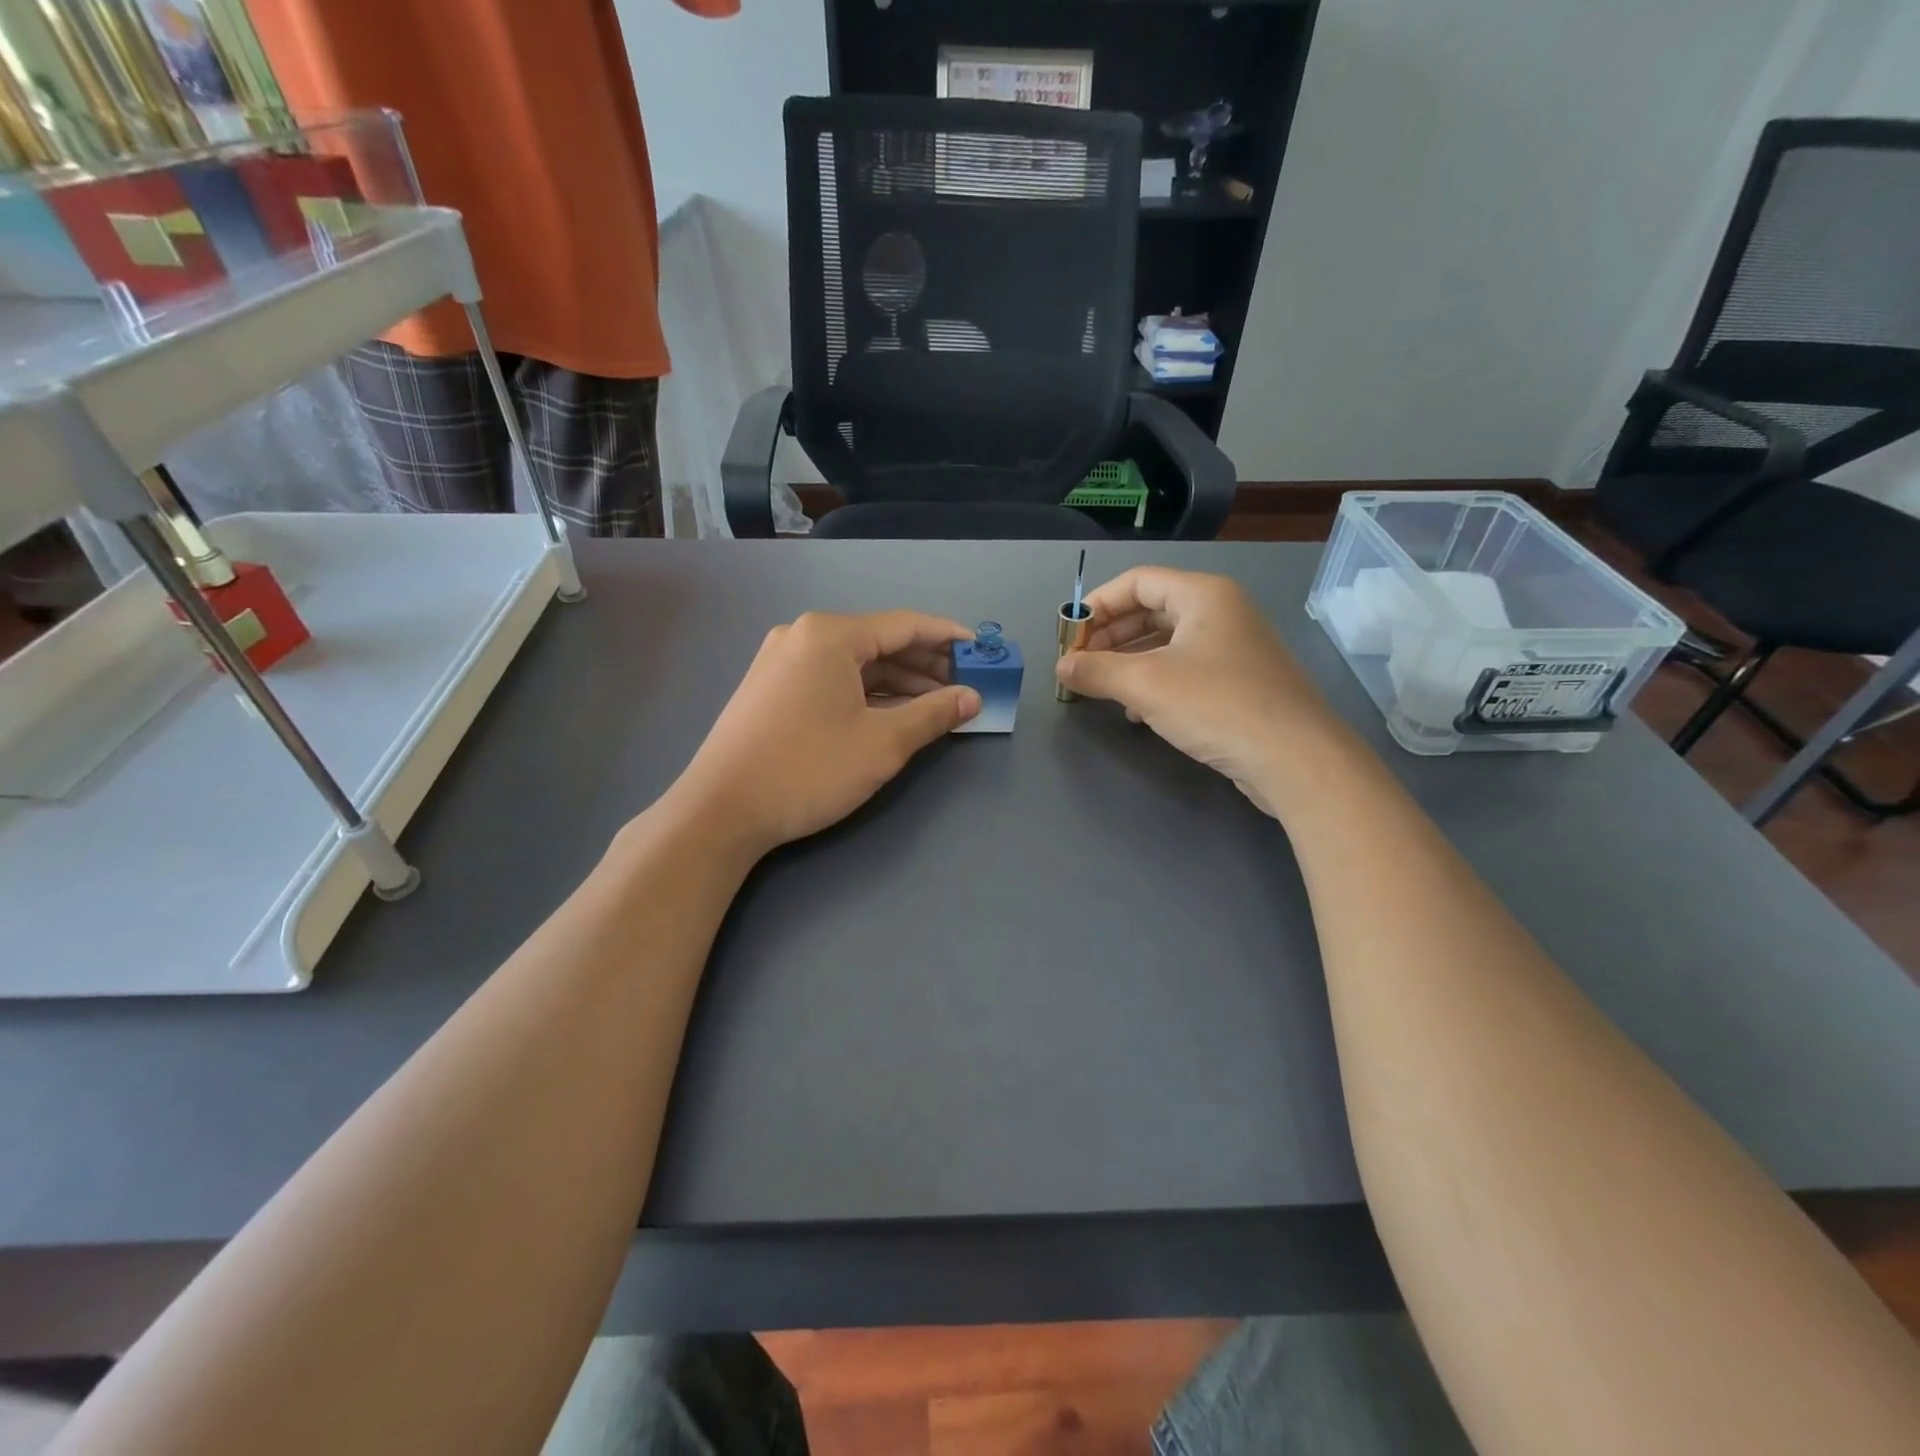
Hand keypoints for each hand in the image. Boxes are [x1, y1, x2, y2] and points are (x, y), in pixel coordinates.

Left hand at [673, 610, 980, 855]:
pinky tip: (894, 713)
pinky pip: (832, 680)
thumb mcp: (882, 743)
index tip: (983, 651)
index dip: (949, 638)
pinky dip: (867, 694)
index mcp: (830, 635)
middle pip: (880, 642)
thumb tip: (972, 698)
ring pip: (855, 664)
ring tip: (938, 704)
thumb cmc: (808, 769)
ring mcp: (782, 662)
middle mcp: (803, 636)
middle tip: (966, 685)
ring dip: (899, 683)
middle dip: (926, 664)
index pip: (905, 626)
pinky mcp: (771, 689)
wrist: (720, 810)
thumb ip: (933, 715)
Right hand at [1055, 567, 1341, 813]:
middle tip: (1080, 663)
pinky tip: (1137, 711)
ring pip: (1167, 643)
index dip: (1097, 604)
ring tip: (1101, 688)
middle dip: (1110, 636)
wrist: (1296, 758)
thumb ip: (1097, 671)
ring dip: (1129, 662)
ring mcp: (1235, 648)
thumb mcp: (1146, 685)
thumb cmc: (1217, 705)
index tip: (1069, 635)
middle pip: (1152, 610)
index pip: (1137, 581)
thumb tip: (1061, 667)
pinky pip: (1186, 670)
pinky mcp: (1240, 683)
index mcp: (1203, 595)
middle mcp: (1222, 612)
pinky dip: (1155, 683)